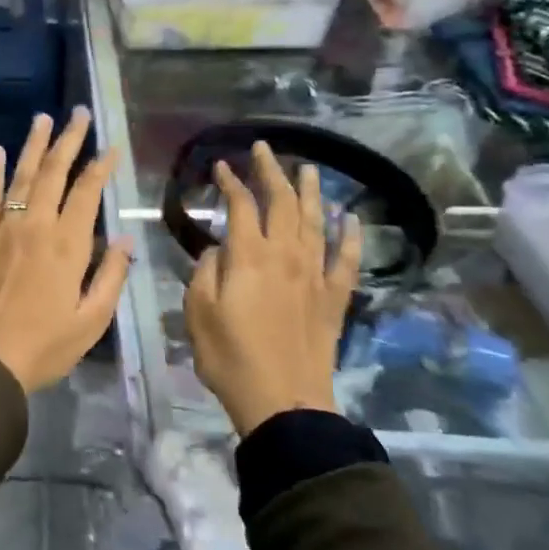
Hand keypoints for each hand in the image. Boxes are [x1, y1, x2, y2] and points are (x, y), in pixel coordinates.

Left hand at [0, 108, 133, 393]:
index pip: (87, 192)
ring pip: (21, 176)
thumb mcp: (91, 321)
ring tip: (43, 118)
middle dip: (69, 140)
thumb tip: (126, 241)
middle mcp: (35, 226)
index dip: (101, 166)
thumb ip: (111, 277)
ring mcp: (4, 229)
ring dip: (33, 145)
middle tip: (79, 114)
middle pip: (53, 173)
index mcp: (67, 245)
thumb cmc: (44, 346)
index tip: (111, 147)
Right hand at [185, 142, 362, 436]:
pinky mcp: (334, 298)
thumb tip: (218, 249)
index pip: (241, 205)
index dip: (230, 181)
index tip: (221, 165)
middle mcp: (285, 255)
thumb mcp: (198, 312)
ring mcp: (314, 275)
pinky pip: (346, 259)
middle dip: (271, 171)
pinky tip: (351, 218)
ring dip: (311, 191)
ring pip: (316, 221)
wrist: (282, 400)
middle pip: (281, 202)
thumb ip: (205, 271)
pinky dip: (350, 236)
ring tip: (308, 168)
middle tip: (264, 149)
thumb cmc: (229, 357)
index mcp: (248, 256)